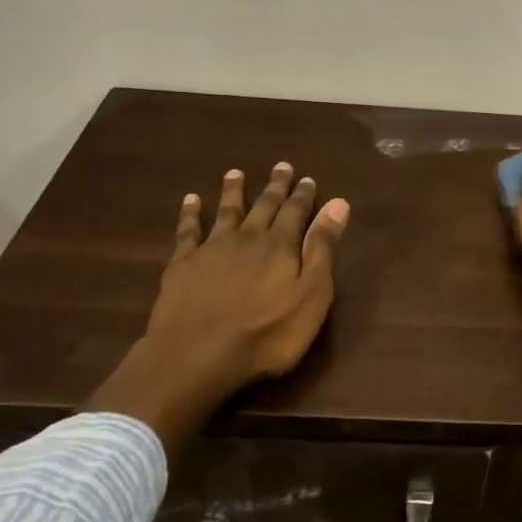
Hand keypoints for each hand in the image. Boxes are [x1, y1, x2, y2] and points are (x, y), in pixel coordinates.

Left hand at [91, 163, 349, 452]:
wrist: (198, 355)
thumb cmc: (267, 334)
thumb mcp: (311, 295)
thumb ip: (322, 249)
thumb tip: (338, 204)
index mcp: (281, 246)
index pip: (296, 213)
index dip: (303, 195)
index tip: (307, 178)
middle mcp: (247, 238)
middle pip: (263, 207)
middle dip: (274, 187)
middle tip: (280, 166)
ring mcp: (212, 249)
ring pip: (226, 212)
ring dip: (233, 191)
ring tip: (235, 173)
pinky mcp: (183, 265)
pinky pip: (188, 230)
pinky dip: (190, 213)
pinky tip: (191, 200)